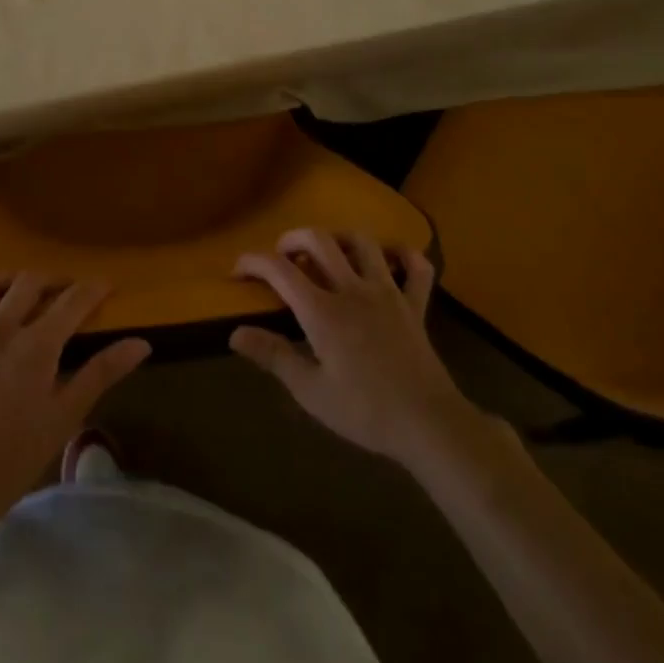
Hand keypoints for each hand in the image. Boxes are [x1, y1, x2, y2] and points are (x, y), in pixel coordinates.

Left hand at [0, 275, 149, 526]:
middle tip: (66, 292)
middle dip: (53, 280)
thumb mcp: (65, 417)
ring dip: (5, 280)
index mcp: (34, 345)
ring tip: (18, 292)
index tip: (107, 285)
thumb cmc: (15, 457)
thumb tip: (141, 343)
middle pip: (29, 282)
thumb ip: (101, 373)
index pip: (72, 301)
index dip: (93, 289)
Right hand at [230, 230, 480, 467]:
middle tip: (282, 255)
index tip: (238, 271)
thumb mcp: (311, 392)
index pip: (280, 270)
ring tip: (328, 251)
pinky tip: (390, 259)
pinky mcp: (415, 304)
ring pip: (362, 242)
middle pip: (319, 240)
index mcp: (323, 311)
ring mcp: (387, 292)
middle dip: (293, 238)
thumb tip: (235, 333)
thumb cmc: (365, 412)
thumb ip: (273, 356)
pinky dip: (403, 254)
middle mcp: (352, 289)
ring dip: (340, 238)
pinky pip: (415, 267)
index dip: (253, 262)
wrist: (428, 424)